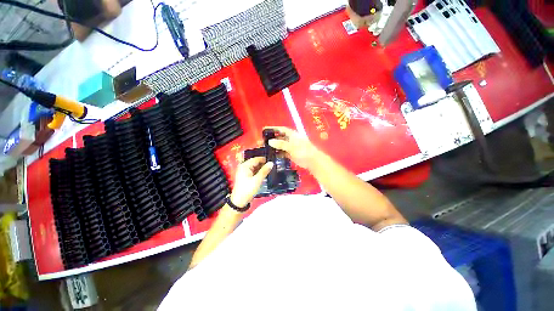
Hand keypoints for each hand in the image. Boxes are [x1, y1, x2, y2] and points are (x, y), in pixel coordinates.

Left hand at [230, 157, 273, 207]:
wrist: (239, 201)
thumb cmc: (248, 189)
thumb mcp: (257, 180)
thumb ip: (264, 171)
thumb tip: (271, 163)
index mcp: (245, 166)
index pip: (256, 159)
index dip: (264, 159)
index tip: (272, 161)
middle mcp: (243, 167)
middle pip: (255, 162)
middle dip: (263, 164)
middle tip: (272, 166)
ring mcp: (243, 172)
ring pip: (254, 167)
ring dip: (261, 168)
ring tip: (269, 170)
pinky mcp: (245, 176)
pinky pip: (253, 171)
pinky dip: (258, 172)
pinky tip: (263, 174)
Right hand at [265, 126, 320, 168]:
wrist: (312, 161)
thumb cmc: (303, 151)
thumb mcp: (292, 146)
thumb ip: (281, 144)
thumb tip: (270, 141)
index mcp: (292, 134)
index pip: (280, 129)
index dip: (272, 129)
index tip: (264, 130)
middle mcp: (290, 139)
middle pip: (279, 137)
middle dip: (271, 139)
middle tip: (261, 141)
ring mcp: (290, 147)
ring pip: (280, 145)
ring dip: (273, 147)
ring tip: (264, 149)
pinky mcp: (291, 154)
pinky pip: (282, 152)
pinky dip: (277, 153)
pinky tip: (271, 155)